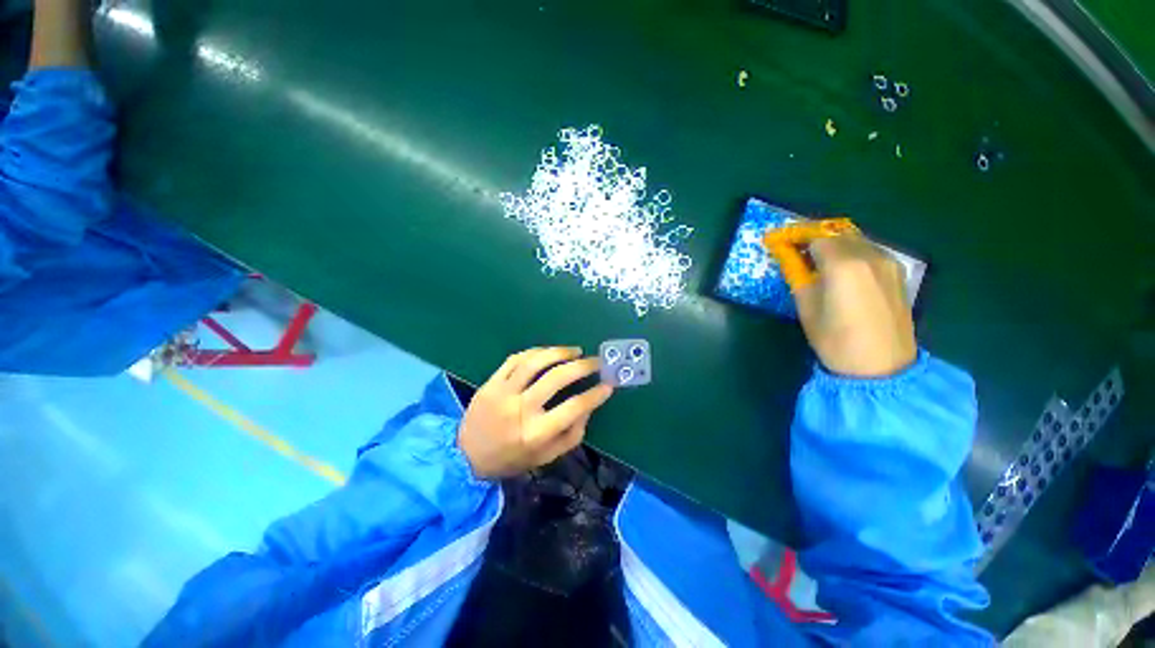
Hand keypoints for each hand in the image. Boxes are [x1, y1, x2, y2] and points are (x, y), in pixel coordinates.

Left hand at [458, 347, 613, 478]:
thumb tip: (588, 406)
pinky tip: (548, 352)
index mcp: (536, 433)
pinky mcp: (490, 383)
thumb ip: (572, 435)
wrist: (466, 456)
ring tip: (575, 351)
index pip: (573, 407)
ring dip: (559, 352)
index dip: (595, 394)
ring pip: (535, 362)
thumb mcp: (546, 457)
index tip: (608, 384)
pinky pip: (515, 359)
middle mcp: (520, 409)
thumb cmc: (511, 459)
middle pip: (557, 378)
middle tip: (595, 361)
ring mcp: (503, 392)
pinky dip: (536, 352)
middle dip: (583, 366)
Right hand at [794, 234, 916, 376]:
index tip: (780, 242)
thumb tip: (790, 257)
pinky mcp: (898, 273)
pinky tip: (843, 269)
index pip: (815, 237)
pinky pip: (870, 251)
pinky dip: (852, 252)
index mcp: (843, 264)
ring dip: (834, 244)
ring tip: (817, 259)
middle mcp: (869, 255)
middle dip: (814, 237)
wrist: (881, 366)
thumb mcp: (806, 307)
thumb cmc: (835, 340)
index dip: (795, 238)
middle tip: (796, 249)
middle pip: (837, 234)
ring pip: (856, 240)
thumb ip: (798, 275)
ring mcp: (888, 262)